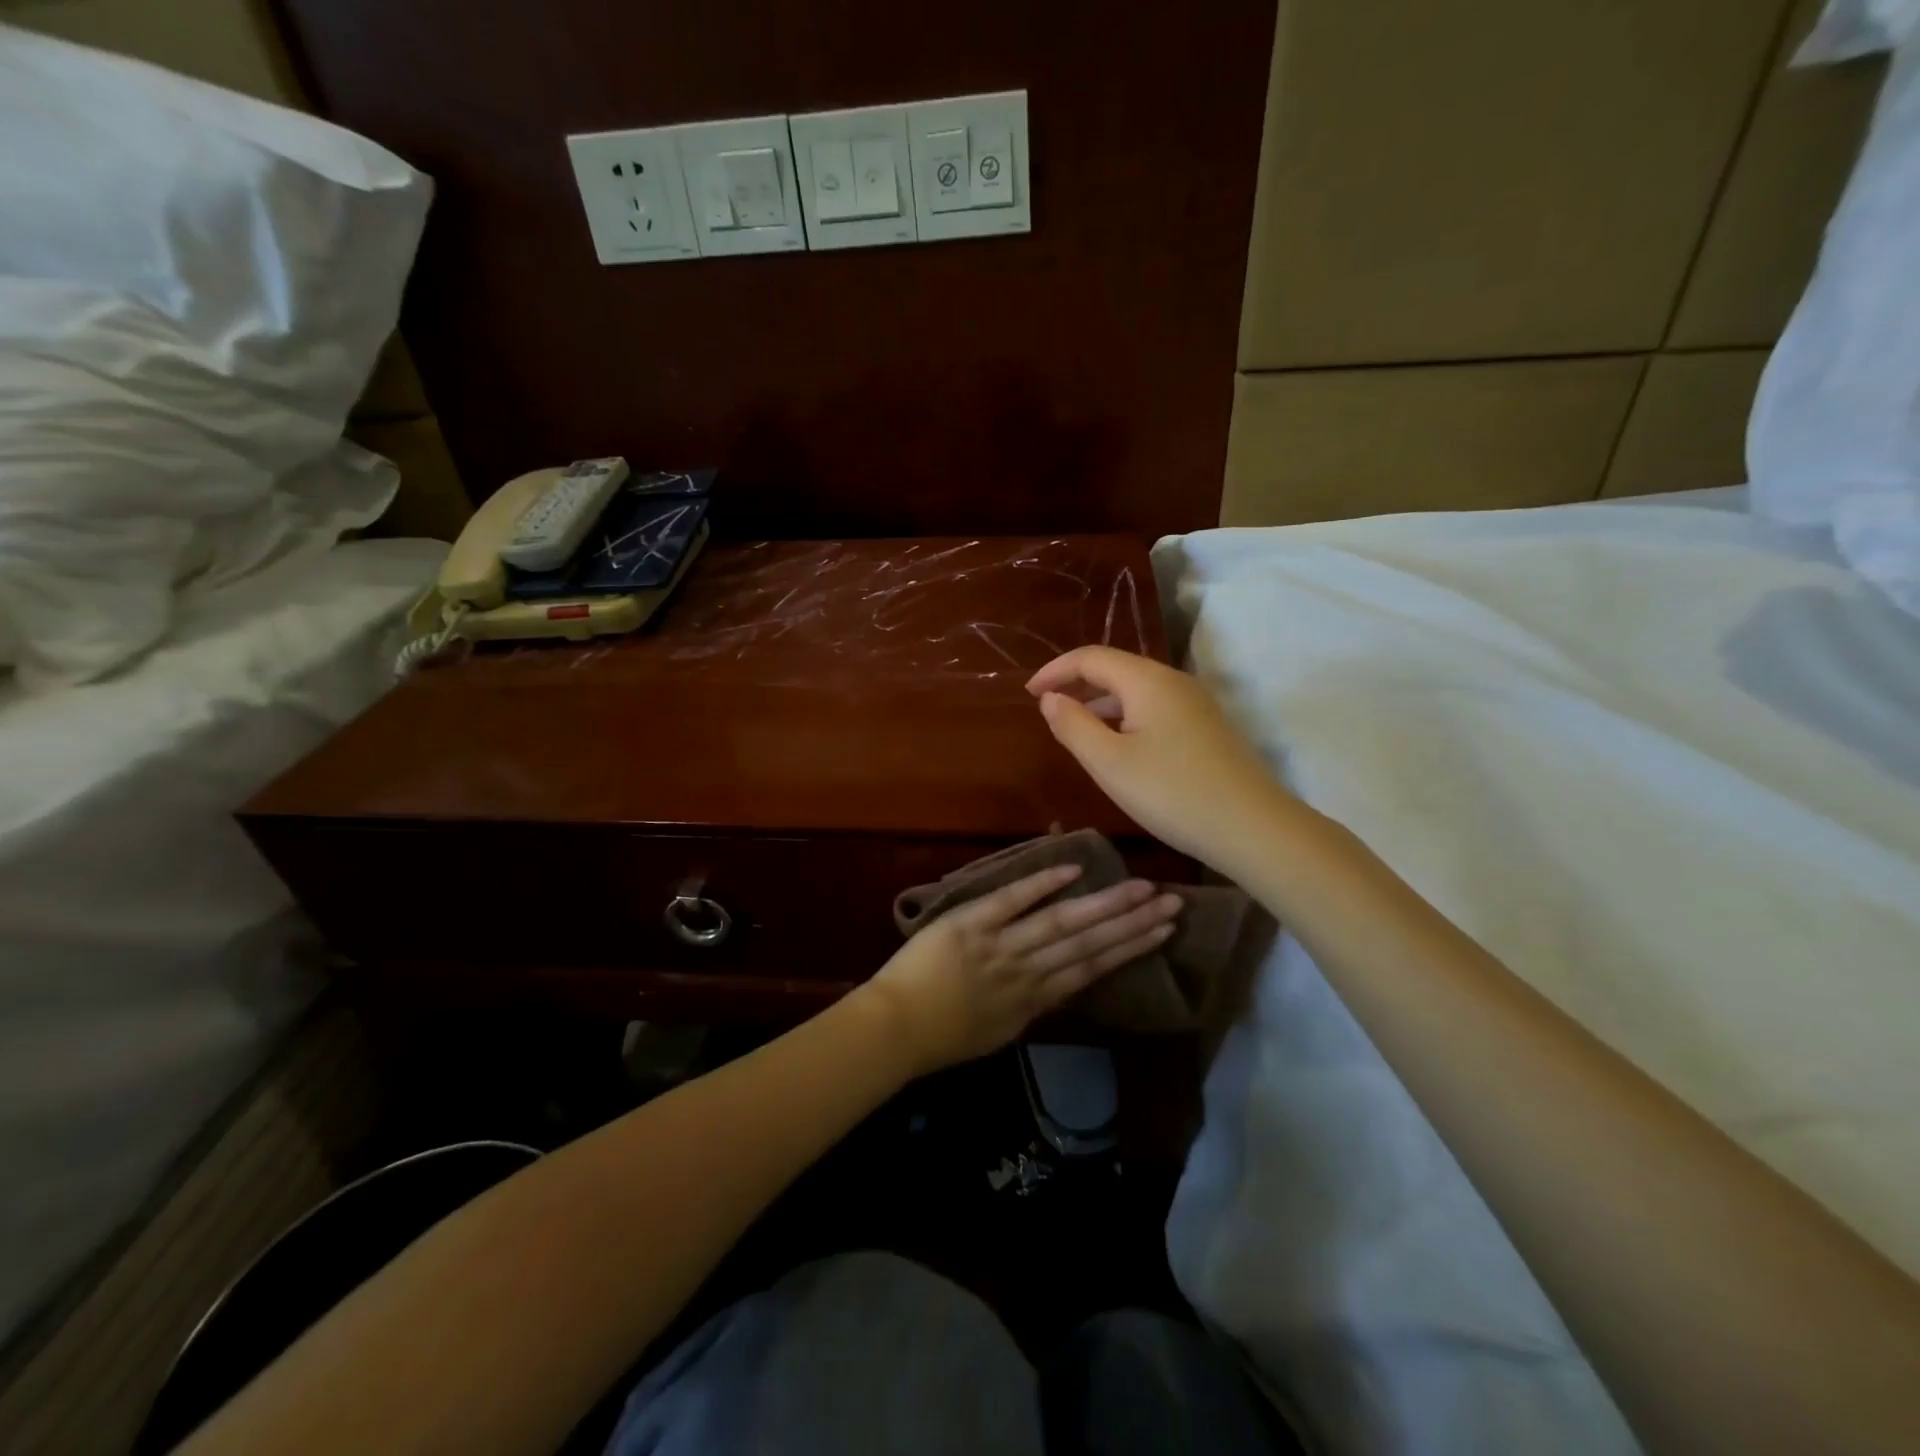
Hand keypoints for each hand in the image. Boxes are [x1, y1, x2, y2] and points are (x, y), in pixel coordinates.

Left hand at [863, 864, 1180, 1073]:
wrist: (896, 1028)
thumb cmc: (945, 1035)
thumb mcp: (1001, 1030)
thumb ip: (1033, 1005)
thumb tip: (1064, 981)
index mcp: (1035, 1000)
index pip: (1093, 969)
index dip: (1130, 948)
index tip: (1162, 931)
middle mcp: (1029, 971)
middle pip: (1089, 944)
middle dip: (1132, 923)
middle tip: (1172, 903)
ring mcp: (1002, 945)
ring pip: (1062, 923)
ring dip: (1104, 905)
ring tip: (1141, 889)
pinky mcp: (972, 923)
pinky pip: (1012, 900)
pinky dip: (1042, 884)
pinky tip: (1073, 869)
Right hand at [1027, 646, 1291, 868]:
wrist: (1252, 827)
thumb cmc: (1171, 793)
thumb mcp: (1109, 763)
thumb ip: (1073, 726)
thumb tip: (1052, 698)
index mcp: (1147, 680)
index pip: (1091, 657)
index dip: (1055, 670)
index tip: (1028, 694)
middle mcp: (1174, 681)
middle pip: (1116, 668)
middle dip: (1077, 683)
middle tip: (1047, 709)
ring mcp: (1195, 704)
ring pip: (1137, 690)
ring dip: (1101, 702)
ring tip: (1075, 729)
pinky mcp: (1206, 727)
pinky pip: (1155, 708)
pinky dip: (1125, 717)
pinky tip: (1118, 747)